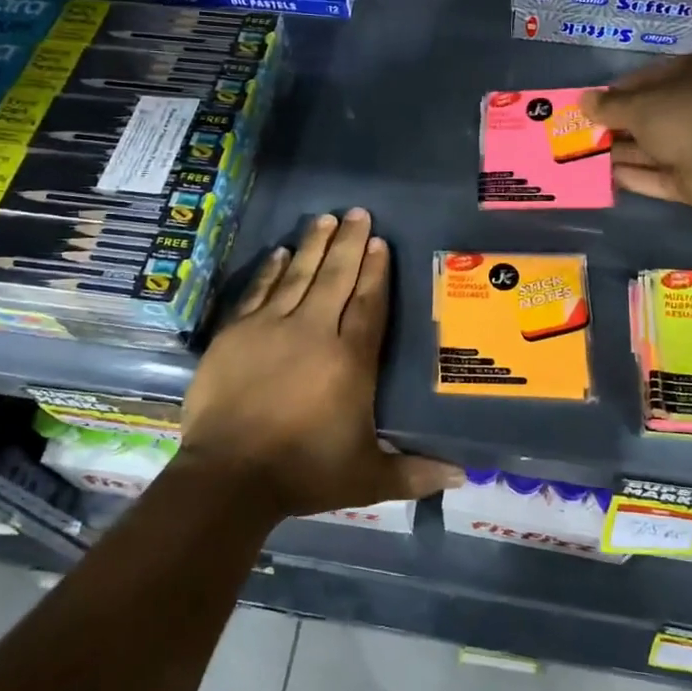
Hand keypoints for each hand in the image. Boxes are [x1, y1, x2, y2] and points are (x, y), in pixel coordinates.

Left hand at [180, 209, 463, 518]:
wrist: (228, 477)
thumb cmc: (303, 473)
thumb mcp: (366, 478)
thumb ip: (414, 473)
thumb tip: (463, 477)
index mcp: (350, 360)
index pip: (369, 304)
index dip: (377, 271)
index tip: (382, 243)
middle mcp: (314, 332)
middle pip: (336, 278)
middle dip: (350, 243)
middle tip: (358, 212)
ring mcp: (271, 328)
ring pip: (298, 275)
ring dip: (313, 245)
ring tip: (325, 218)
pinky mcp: (236, 334)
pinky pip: (258, 291)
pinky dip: (270, 270)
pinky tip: (280, 251)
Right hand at [581, 55, 691, 208]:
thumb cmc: (685, 117)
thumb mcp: (640, 105)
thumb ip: (609, 105)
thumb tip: (582, 100)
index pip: (648, 78)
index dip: (616, 92)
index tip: (590, 106)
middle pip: (649, 115)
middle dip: (615, 126)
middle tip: (581, 134)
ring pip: (652, 146)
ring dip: (619, 152)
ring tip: (581, 156)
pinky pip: (658, 173)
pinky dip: (633, 174)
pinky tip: (601, 177)